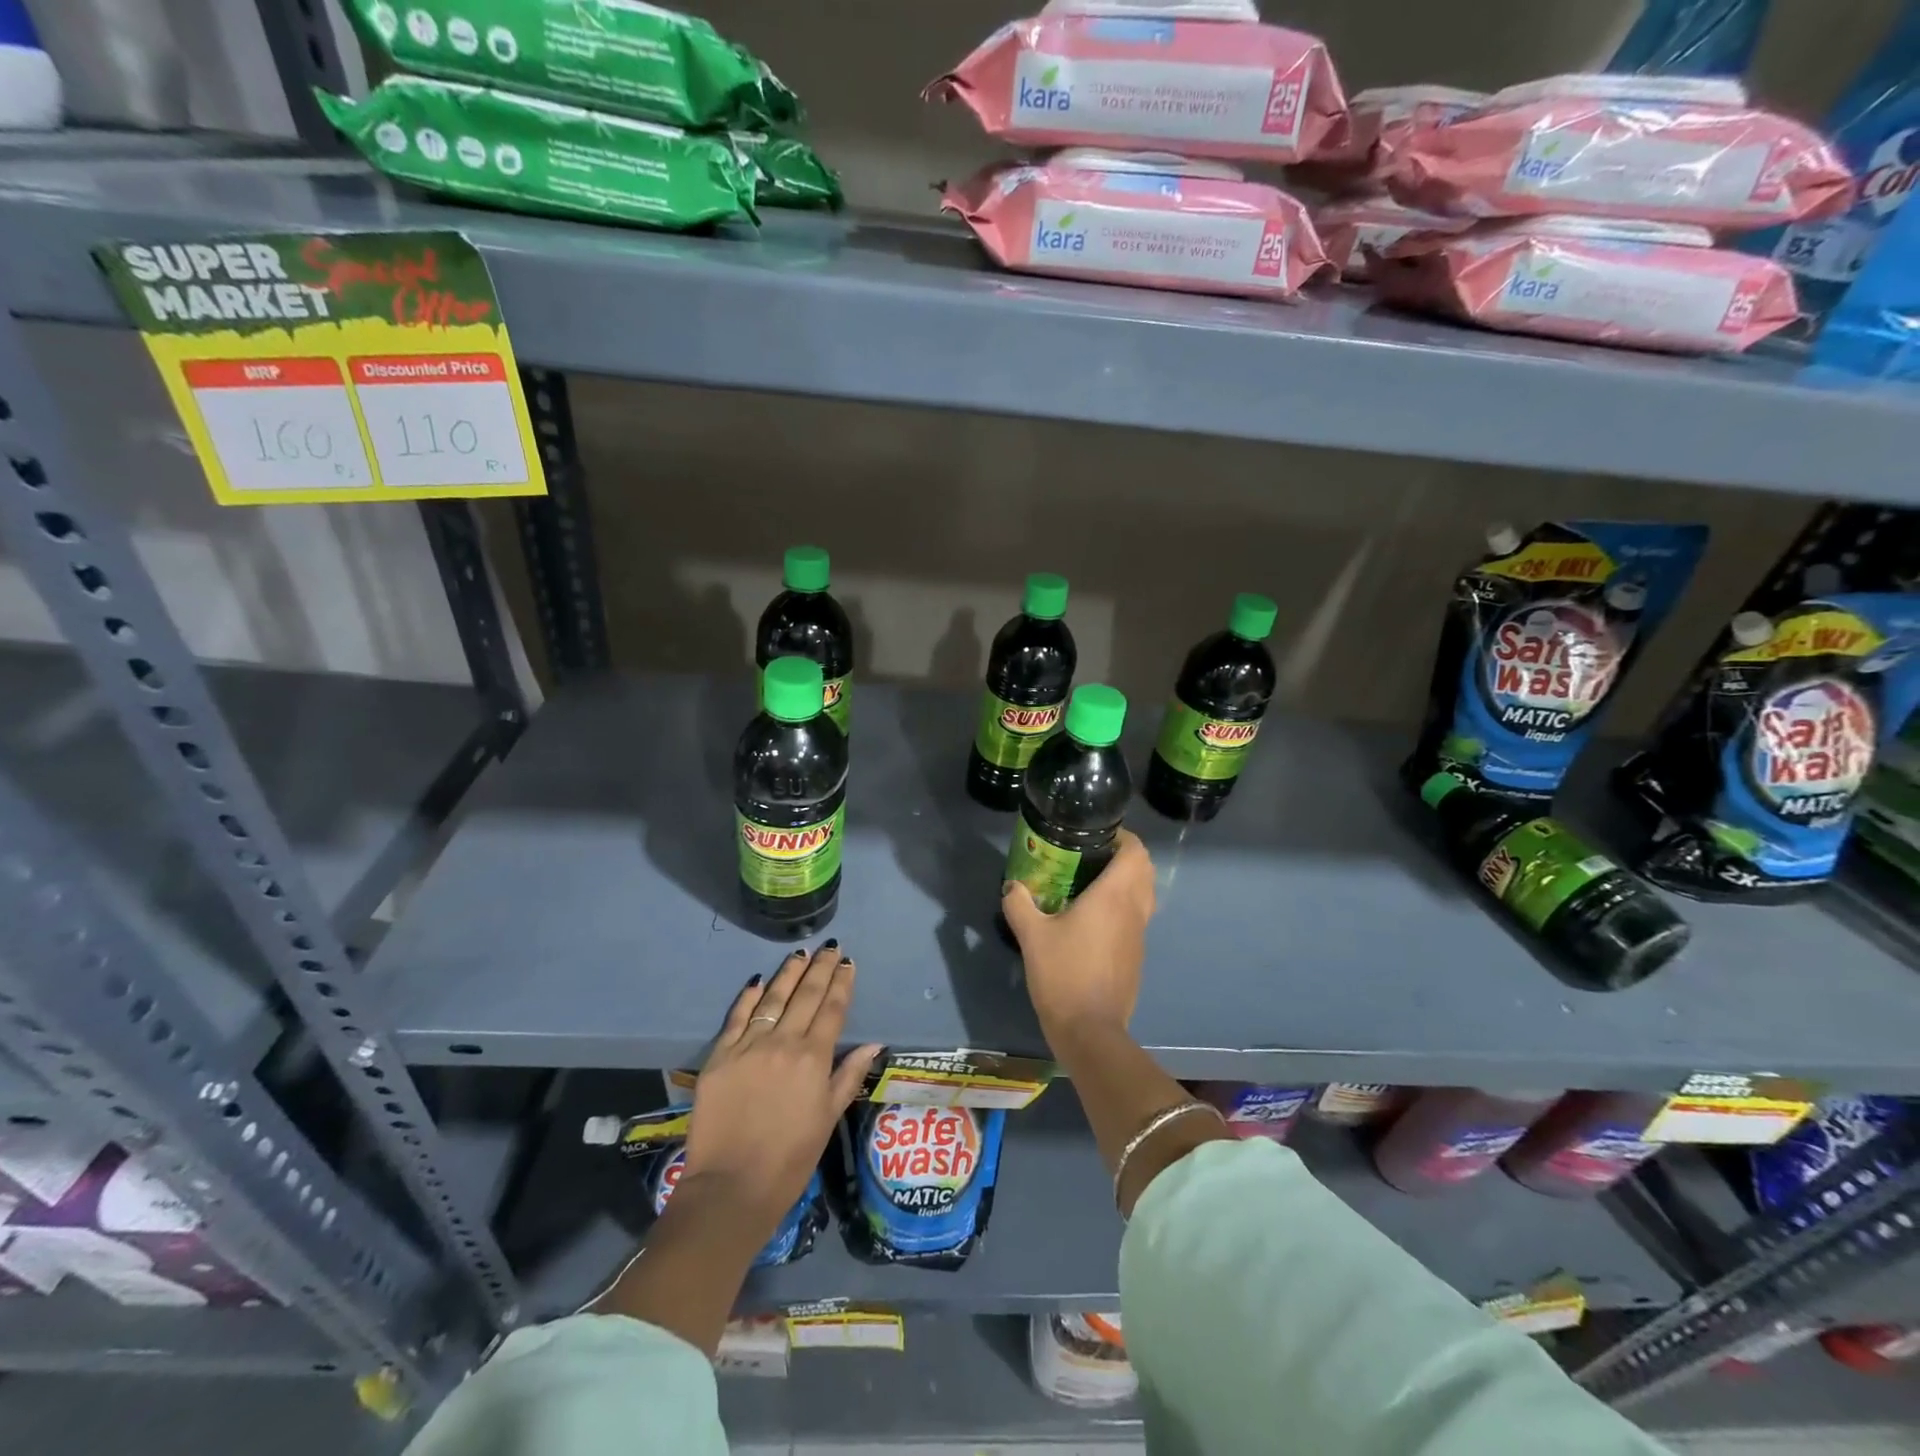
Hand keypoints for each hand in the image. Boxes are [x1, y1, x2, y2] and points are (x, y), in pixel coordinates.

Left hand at [684, 942, 881, 1233]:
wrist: (730, 1188)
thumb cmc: (789, 1159)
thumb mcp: (828, 1118)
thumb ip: (849, 1076)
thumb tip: (873, 1044)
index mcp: (813, 1058)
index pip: (832, 1009)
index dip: (841, 983)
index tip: (847, 962)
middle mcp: (783, 1042)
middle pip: (805, 995)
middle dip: (820, 968)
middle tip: (829, 947)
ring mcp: (748, 1046)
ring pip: (772, 998)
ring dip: (789, 973)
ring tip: (800, 953)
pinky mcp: (719, 1056)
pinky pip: (736, 1017)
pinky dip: (748, 996)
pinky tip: (757, 980)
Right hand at [1002, 829, 1154, 1041]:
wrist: (1090, 1030)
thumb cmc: (1063, 974)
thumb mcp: (1032, 936)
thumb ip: (1020, 904)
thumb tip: (1012, 886)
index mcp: (1114, 896)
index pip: (1136, 852)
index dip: (1123, 837)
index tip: (1097, 835)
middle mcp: (1134, 909)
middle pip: (1145, 869)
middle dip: (1124, 856)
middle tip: (1091, 856)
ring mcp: (1139, 934)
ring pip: (1144, 894)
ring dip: (1127, 882)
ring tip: (1091, 884)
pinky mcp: (1136, 955)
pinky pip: (1137, 917)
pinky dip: (1124, 907)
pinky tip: (1093, 919)